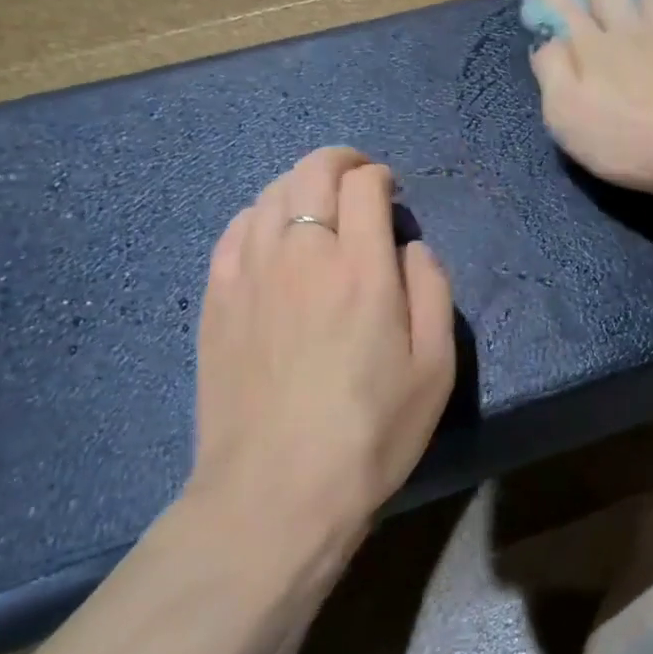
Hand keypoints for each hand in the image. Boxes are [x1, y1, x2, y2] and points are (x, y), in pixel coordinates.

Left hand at [187, 148, 455, 556]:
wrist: (276, 490)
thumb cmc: (371, 431)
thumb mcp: (436, 367)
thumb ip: (432, 290)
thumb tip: (410, 247)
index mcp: (361, 267)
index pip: (364, 184)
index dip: (381, 176)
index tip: (392, 193)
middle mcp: (301, 253)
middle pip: (311, 172)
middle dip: (340, 162)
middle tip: (359, 180)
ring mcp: (250, 273)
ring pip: (270, 194)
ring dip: (301, 185)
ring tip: (319, 206)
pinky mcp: (216, 299)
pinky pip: (234, 230)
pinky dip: (260, 215)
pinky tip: (272, 234)